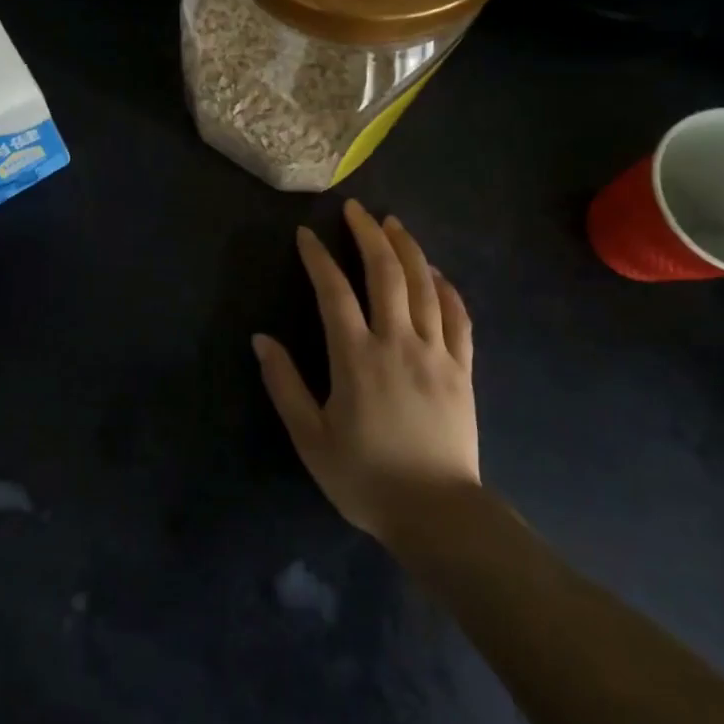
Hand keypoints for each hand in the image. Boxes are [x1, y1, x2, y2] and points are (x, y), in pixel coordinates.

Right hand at [254, 200, 479, 543]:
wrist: (437, 514)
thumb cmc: (365, 477)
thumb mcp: (310, 437)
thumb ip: (284, 385)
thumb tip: (261, 339)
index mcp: (356, 357)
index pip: (334, 292)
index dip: (318, 258)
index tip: (306, 234)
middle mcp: (398, 343)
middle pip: (386, 274)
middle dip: (368, 235)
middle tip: (355, 210)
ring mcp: (436, 353)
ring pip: (425, 286)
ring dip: (408, 249)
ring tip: (393, 224)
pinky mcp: (462, 369)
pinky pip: (459, 317)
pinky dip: (447, 288)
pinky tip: (437, 272)